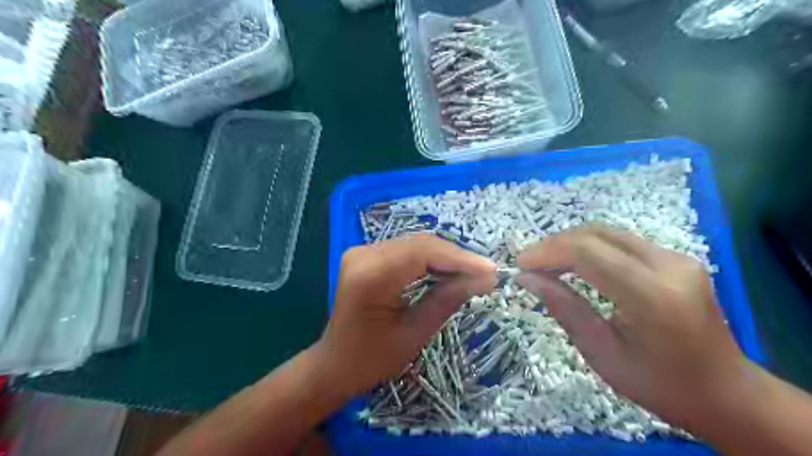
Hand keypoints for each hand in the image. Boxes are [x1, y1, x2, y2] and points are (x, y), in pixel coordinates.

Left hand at [315, 236, 494, 400]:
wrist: (335, 364)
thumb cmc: (372, 360)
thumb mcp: (414, 334)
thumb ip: (447, 300)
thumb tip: (485, 279)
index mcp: (370, 275)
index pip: (423, 253)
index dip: (460, 259)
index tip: (490, 270)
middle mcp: (363, 254)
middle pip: (420, 244)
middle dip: (456, 258)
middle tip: (485, 274)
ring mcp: (362, 252)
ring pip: (415, 244)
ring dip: (445, 257)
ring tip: (472, 273)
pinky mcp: (366, 255)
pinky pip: (406, 251)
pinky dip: (430, 260)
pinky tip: (448, 271)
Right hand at [517, 224, 751, 426]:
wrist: (725, 392)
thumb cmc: (659, 384)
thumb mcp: (602, 353)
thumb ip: (564, 308)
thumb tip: (527, 278)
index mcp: (652, 296)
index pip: (588, 253)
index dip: (547, 252)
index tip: (520, 265)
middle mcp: (669, 265)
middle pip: (596, 234)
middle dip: (555, 244)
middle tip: (530, 264)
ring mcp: (677, 257)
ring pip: (608, 232)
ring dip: (570, 243)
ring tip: (546, 264)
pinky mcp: (676, 258)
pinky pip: (621, 241)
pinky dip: (590, 247)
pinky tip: (575, 264)